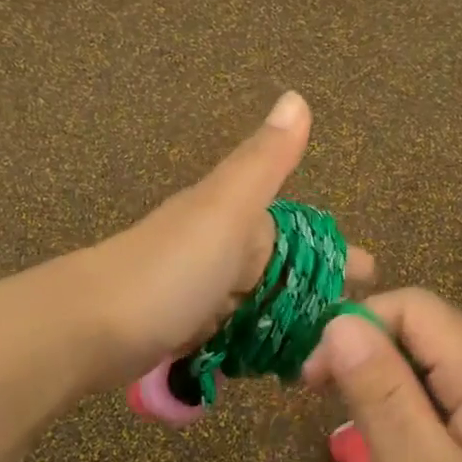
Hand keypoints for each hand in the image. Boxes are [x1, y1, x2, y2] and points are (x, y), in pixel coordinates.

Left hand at [88, 91, 374, 386]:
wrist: (88, 326)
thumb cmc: (170, 269)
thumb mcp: (225, 208)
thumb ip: (265, 161)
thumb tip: (297, 96)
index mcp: (236, 220)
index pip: (300, 235)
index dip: (337, 253)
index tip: (373, 275)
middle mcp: (219, 251)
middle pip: (281, 272)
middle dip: (318, 293)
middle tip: (353, 326)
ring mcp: (199, 292)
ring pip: (257, 305)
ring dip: (288, 323)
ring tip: (322, 354)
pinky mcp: (182, 330)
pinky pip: (231, 333)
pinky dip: (254, 344)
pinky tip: (271, 365)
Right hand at [302, 288, 461, 461]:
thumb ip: (380, 393)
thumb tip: (340, 321)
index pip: (411, 307)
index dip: (355, 328)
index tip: (314, 382)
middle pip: (424, 336)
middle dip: (371, 368)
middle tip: (342, 428)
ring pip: (435, 374)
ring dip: (393, 404)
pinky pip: (455, 408)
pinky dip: (420, 428)